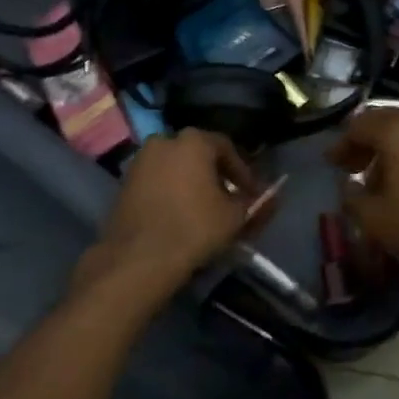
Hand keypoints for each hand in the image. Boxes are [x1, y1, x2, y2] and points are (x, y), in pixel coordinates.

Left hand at [82, 130, 260, 292]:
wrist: (140, 257)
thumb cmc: (194, 228)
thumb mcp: (236, 216)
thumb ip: (256, 202)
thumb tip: (273, 196)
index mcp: (193, 141)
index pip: (227, 148)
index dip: (243, 172)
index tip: (252, 193)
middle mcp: (163, 141)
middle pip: (199, 155)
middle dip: (216, 175)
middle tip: (229, 200)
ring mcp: (140, 161)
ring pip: (176, 167)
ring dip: (193, 183)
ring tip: (205, 210)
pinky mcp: (125, 183)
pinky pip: (158, 181)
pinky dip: (172, 192)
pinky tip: (181, 215)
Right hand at [327, 107, 398, 280]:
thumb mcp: (373, 218)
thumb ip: (352, 198)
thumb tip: (349, 186)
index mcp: (396, 131)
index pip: (360, 125)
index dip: (342, 145)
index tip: (332, 164)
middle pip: (387, 122)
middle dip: (366, 142)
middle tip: (354, 166)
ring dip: (392, 149)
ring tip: (383, 178)